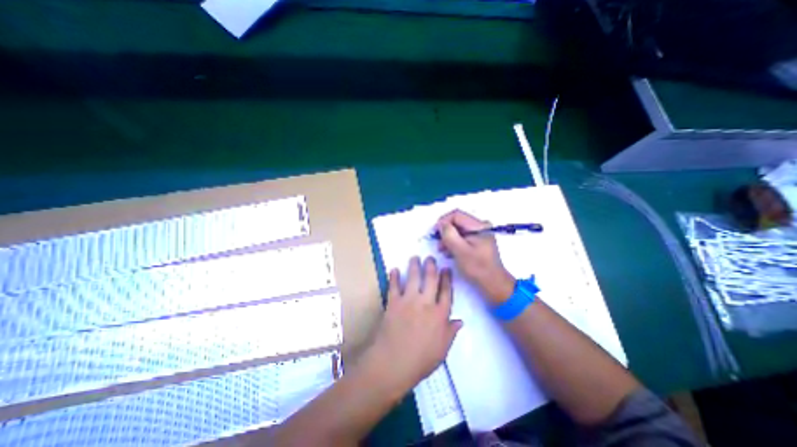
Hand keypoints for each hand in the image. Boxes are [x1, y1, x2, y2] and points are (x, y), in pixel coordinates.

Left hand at [360, 257, 464, 396]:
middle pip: (430, 279)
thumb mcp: (442, 350)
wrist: (393, 363)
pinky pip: (394, 286)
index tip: (446, 269)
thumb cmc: (421, 360)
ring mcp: (408, 300)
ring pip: (413, 277)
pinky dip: (393, 276)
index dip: (446, 279)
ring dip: (414, 265)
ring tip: (415, 257)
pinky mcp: (393, 302)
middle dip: (431, 266)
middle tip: (430, 257)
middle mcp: (426, 303)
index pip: (446, 291)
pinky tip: (394, 269)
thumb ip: (451, 332)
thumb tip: (460, 321)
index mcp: (440, 314)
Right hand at [435, 209, 516, 303]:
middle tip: (438, 243)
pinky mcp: (479, 242)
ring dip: (449, 238)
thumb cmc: (477, 268)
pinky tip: (450, 253)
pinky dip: (455, 243)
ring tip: (442, 250)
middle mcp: (481, 226)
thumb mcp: (460, 251)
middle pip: (458, 222)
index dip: (443, 221)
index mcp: (479, 226)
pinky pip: (463, 237)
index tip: (434, 232)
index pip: (456, 215)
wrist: (494, 284)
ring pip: (459, 230)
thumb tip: (440, 224)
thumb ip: (449, 235)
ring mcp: (480, 234)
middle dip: (446, 231)